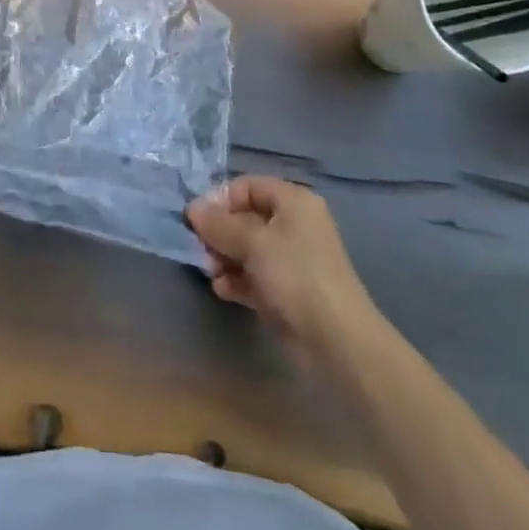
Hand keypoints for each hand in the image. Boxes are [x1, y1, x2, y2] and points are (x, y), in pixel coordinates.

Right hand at [186, 177, 381, 356]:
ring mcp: (290, 260)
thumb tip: (192, 208)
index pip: (247, 186)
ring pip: (246, 248)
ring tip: (212, 273)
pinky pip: (253, 275)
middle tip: (202, 250)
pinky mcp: (285, 290)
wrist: (336, 342)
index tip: (198, 220)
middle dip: (219, 233)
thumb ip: (218, 224)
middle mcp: (292, 225)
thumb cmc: (295, 277)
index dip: (220, 200)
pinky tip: (223, 290)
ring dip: (224, 258)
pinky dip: (236, 280)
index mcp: (293, 202)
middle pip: (244, 218)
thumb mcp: (253, 243)